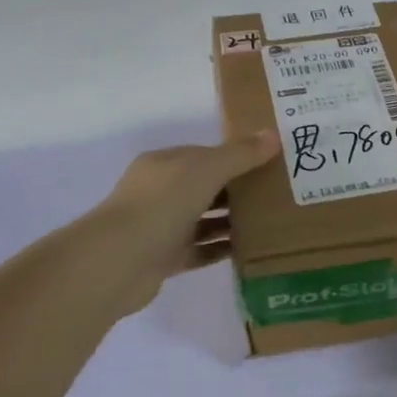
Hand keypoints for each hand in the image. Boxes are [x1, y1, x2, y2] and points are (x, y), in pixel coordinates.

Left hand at [86, 132, 279, 314]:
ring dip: (232, 220)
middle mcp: (160, 192)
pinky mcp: (164, 259)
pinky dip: (222, 249)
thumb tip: (273, 135)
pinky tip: (250, 249)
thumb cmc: (162, 204)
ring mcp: (160, 227)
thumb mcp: (206, 169)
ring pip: (203, 220)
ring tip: (271, 221)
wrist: (119, 261)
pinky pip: (200, 250)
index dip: (236, 156)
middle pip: (205, 187)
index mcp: (164, 164)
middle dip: (238, 189)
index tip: (270, 163)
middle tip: (278, 193)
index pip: (204, 155)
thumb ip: (241, 154)